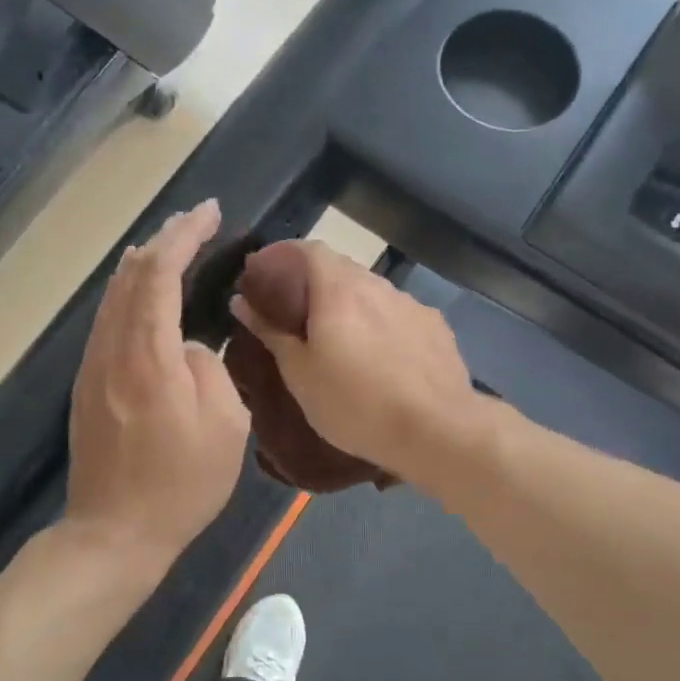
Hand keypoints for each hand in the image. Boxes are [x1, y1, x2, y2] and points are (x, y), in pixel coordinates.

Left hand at [65, 200, 250, 571]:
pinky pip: (107, 320)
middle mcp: (112, 350)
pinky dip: (129, 293)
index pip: (160, 275)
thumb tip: (188, 347)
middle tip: (196, 221)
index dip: (184, 236)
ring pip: (113, 296)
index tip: (209, 212)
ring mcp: (93, 367)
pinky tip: (143, 294)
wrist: (114, 534)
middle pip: (131, 276)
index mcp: (149, 357)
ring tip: (171, 244)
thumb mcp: (225, 426)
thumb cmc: (181, 485)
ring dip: (143, 263)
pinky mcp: (87, 385)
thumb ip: (209, 368)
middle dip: (164, 239)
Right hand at [231, 241, 485, 485]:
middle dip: (313, 283)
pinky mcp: (436, 328)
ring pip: (372, 292)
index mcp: (340, 290)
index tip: (263, 274)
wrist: (437, 431)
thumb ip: (271, 332)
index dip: (282, 255)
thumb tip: (242, 301)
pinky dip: (379, 324)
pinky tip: (379, 356)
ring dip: (349, 305)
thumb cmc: (356, 405)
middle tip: (294, 312)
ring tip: (338, 338)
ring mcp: (412, 305)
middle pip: (340, 269)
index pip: (308, 249)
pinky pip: (397, 315)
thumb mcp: (300, 375)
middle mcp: (378, 286)